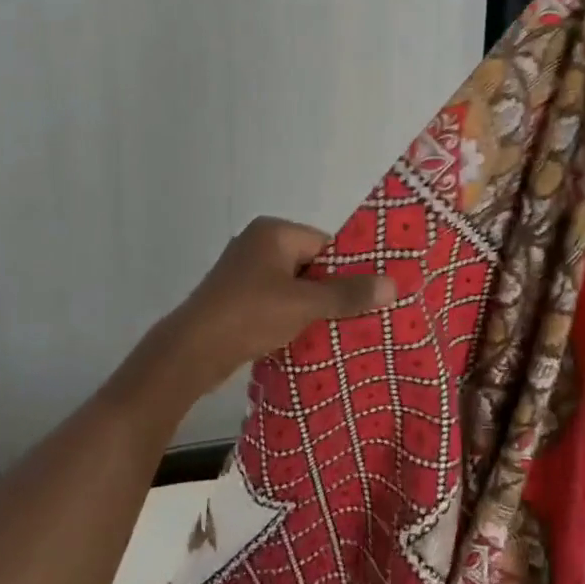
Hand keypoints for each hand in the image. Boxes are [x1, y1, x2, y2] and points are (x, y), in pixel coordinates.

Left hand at [151, 217, 396, 397]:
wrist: (191, 352)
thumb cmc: (249, 315)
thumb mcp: (304, 304)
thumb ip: (347, 294)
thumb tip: (393, 284)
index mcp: (273, 231)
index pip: (325, 243)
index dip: (348, 269)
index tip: (371, 294)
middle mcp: (257, 243)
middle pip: (310, 264)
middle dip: (331, 290)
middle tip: (360, 316)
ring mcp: (243, 271)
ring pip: (293, 286)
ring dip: (311, 307)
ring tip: (339, 331)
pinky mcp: (235, 297)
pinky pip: (275, 300)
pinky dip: (290, 316)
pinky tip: (307, 339)